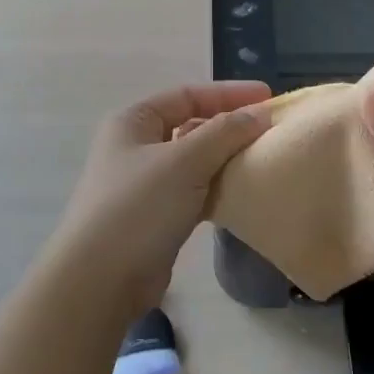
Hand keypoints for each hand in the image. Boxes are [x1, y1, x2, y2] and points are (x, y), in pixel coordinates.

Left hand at [45, 82, 271, 321]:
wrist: (101, 279)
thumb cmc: (139, 207)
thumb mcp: (184, 161)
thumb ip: (224, 133)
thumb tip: (260, 113)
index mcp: (133, 122)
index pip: (186, 95)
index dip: (229, 93)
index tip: (270, 98)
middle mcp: (136, 147)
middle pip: (191, 126)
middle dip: (230, 127)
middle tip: (271, 132)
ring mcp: (145, 184)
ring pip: (194, 161)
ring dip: (226, 159)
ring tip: (264, 160)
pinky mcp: (156, 216)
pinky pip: (194, 192)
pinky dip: (217, 188)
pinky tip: (243, 192)